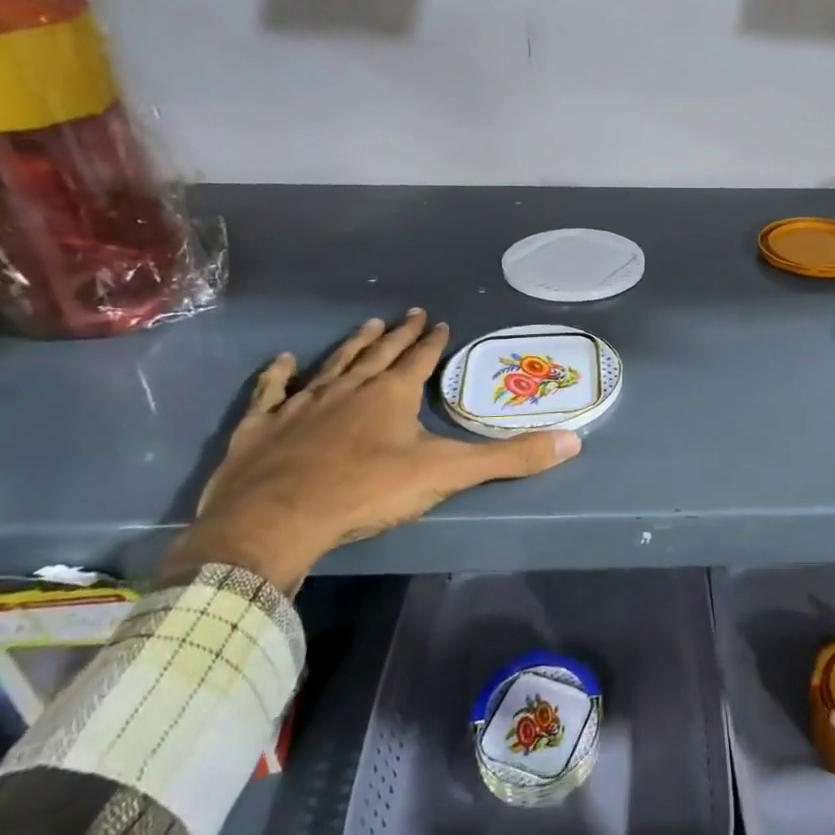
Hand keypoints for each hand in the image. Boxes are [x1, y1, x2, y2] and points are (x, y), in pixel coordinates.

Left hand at [161, 311, 580, 591]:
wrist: (276, 519)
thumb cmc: (367, 491)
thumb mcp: (447, 474)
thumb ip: (509, 458)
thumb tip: (572, 441)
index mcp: (391, 395)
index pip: (419, 360)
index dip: (431, 342)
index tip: (439, 322)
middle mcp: (348, 388)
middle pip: (378, 354)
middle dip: (397, 335)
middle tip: (407, 315)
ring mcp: (301, 404)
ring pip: (331, 364)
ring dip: (351, 345)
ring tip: (367, 325)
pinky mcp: (261, 426)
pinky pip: (271, 392)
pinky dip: (277, 375)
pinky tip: (282, 361)